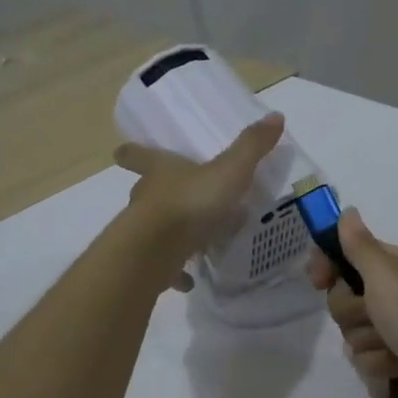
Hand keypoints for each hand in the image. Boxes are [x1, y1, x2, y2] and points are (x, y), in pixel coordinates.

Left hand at [115, 114, 284, 290]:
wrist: (158, 249)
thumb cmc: (191, 202)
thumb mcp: (229, 170)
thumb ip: (251, 147)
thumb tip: (275, 116)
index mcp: (160, 172)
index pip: (139, 156)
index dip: (133, 153)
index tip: (122, 152)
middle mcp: (146, 199)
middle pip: (144, 191)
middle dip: (156, 194)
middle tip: (177, 199)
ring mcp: (144, 234)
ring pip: (153, 229)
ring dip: (169, 234)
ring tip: (192, 242)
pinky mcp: (149, 264)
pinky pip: (163, 267)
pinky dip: (175, 273)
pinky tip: (189, 281)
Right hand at [307, 210, 397, 397]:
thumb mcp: (386, 275)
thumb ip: (359, 246)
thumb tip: (347, 211)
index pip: (353, 254)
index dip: (330, 264)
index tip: (317, 278)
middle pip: (346, 296)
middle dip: (352, 310)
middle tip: (373, 315)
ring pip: (353, 330)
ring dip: (367, 340)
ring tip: (393, 347)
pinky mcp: (395, 362)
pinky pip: (365, 358)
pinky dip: (379, 363)